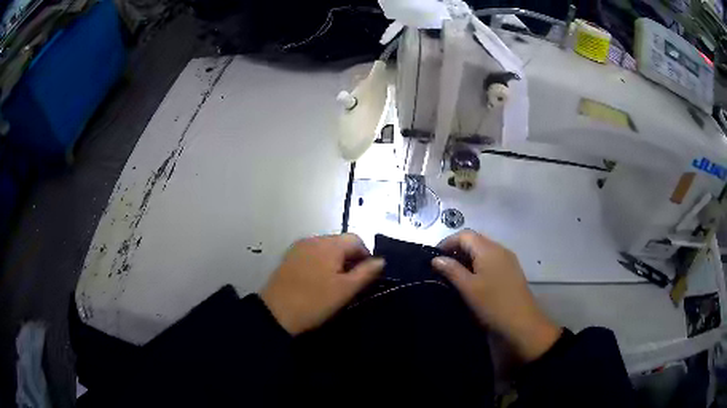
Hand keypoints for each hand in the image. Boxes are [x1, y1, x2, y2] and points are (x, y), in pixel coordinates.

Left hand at [260, 233, 384, 335]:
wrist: (276, 313)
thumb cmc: (315, 302)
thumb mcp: (345, 290)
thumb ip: (366, 272)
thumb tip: (381, 260)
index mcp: (329, 244)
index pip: (356, 239)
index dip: (365, 255)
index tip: (366, 276)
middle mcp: (313, 239)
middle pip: (340, 242)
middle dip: (350, 258)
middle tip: (351, 282)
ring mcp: (298, 247)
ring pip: (325, 248)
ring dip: (335, 261)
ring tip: (335, 283)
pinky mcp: (288, 257)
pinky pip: (311, 254)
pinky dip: (320, 263)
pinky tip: (317, 281)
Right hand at [432, 230, 561, 361]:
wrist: (522, 323)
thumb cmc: (493, 304)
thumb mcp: (468, 288)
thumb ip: (451, 270)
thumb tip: (436, 259)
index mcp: (488, 249)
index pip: (464, 235)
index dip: (447, 242)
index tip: (434, 257)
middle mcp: (500, 249)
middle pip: (475, 240)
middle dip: (457, 249)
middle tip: (442, 266)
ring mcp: (508, 260)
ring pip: (484, 250)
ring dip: (468, 257)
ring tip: (454, 274)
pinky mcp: (512, 271)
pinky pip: (492, 260)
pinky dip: (479, 264)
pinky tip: (473, 280)